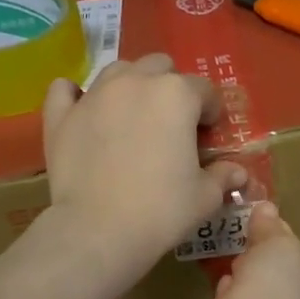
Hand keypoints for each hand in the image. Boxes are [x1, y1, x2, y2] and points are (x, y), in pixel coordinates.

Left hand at [41, 54, 247, 278]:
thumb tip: (238, 171)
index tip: (208, 137)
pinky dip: (76, 95)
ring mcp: (94, 95)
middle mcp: (135, 82)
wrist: (98, 231)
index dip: (210, 113)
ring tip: (132, 117)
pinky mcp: (61, 115)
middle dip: (170, 88)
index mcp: (176, 95)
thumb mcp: (204, 197)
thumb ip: (223, 176)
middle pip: (160, 67)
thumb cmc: (161, 210)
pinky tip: (82, 109)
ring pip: (118, 71)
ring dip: (131, 85)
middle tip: (171, 125)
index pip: (204, 91)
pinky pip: (66, 90)